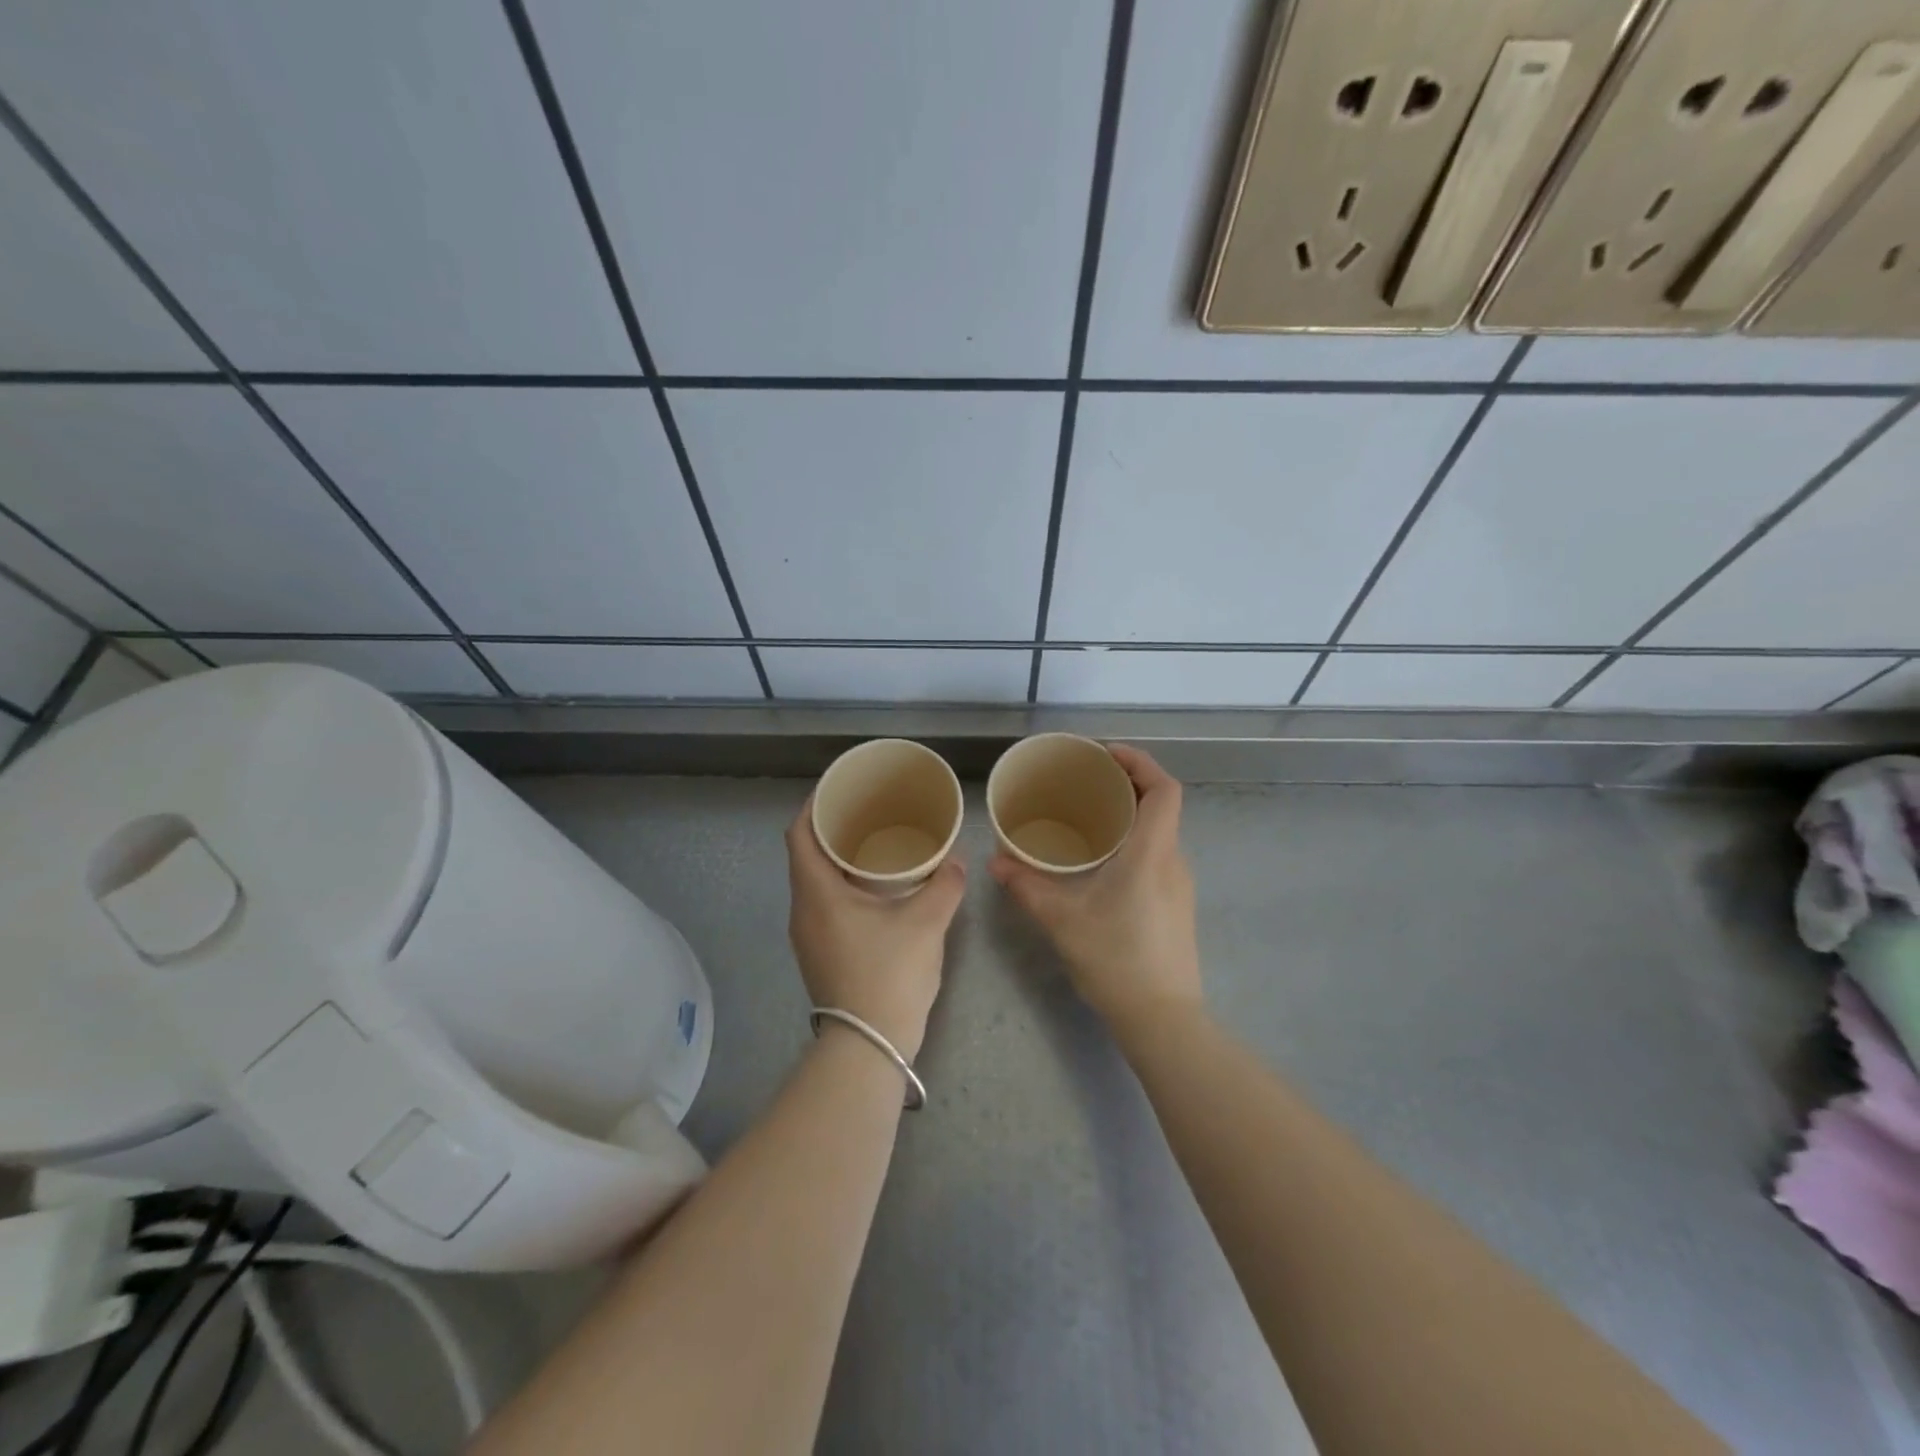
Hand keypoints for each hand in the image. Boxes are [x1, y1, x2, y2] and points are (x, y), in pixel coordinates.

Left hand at [785, 799, 965, 1061]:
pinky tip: (875, 888)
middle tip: (867, 811)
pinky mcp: (820, 954)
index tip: (840, 789)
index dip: (814, 805)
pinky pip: (824, 904)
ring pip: (814, 882)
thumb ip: (944, 885)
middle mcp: (803, 910)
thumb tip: (957, 861)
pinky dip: (842, 885)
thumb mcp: (925, 924)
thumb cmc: (889, 975)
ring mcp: (808, 936)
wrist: (869, 1046)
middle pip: (805, 855)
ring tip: (874, 843)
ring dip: (837, 860)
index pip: (799, 834)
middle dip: (831, 829)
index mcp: (817, 893)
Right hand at [989, 745, 1202, 1034]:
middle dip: (1126, 784)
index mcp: (1153, 852)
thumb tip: (996, 860)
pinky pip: (1157, 855)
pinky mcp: (1176, 905)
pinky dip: (1133, 841)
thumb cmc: (1116, 960)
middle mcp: (1173, 860)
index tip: (1105, 755)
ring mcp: (1179, 885)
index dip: (1140, 762)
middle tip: (1085, 782)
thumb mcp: (1062, 920)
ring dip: (1129, 815)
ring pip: (1159, 832)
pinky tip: (1101, 861)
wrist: (1163, 1018)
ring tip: (1087, 817)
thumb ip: (1027, 886)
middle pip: (1161, 805)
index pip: (1164, 789)